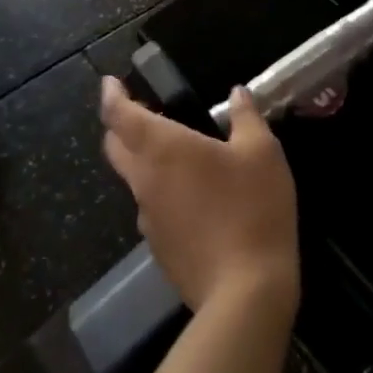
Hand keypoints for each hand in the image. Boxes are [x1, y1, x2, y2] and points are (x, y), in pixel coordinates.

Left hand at [100, 77, 298, 313]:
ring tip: (177, 154)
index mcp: (163, 149)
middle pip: (116, 147)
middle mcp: (145, 180)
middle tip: (141, 111)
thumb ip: (246, 118)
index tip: (111, 82)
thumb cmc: (253, 207)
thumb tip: (237, 93)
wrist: (245, 290)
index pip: (120, 115)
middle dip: (121, 125)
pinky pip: (152, 208)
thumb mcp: (262, 152)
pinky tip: (194, 198)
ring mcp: (148, 218)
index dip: (112, 95)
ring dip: (144, 161)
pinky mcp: (158, 248)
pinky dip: (162, 192)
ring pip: (134, 179)